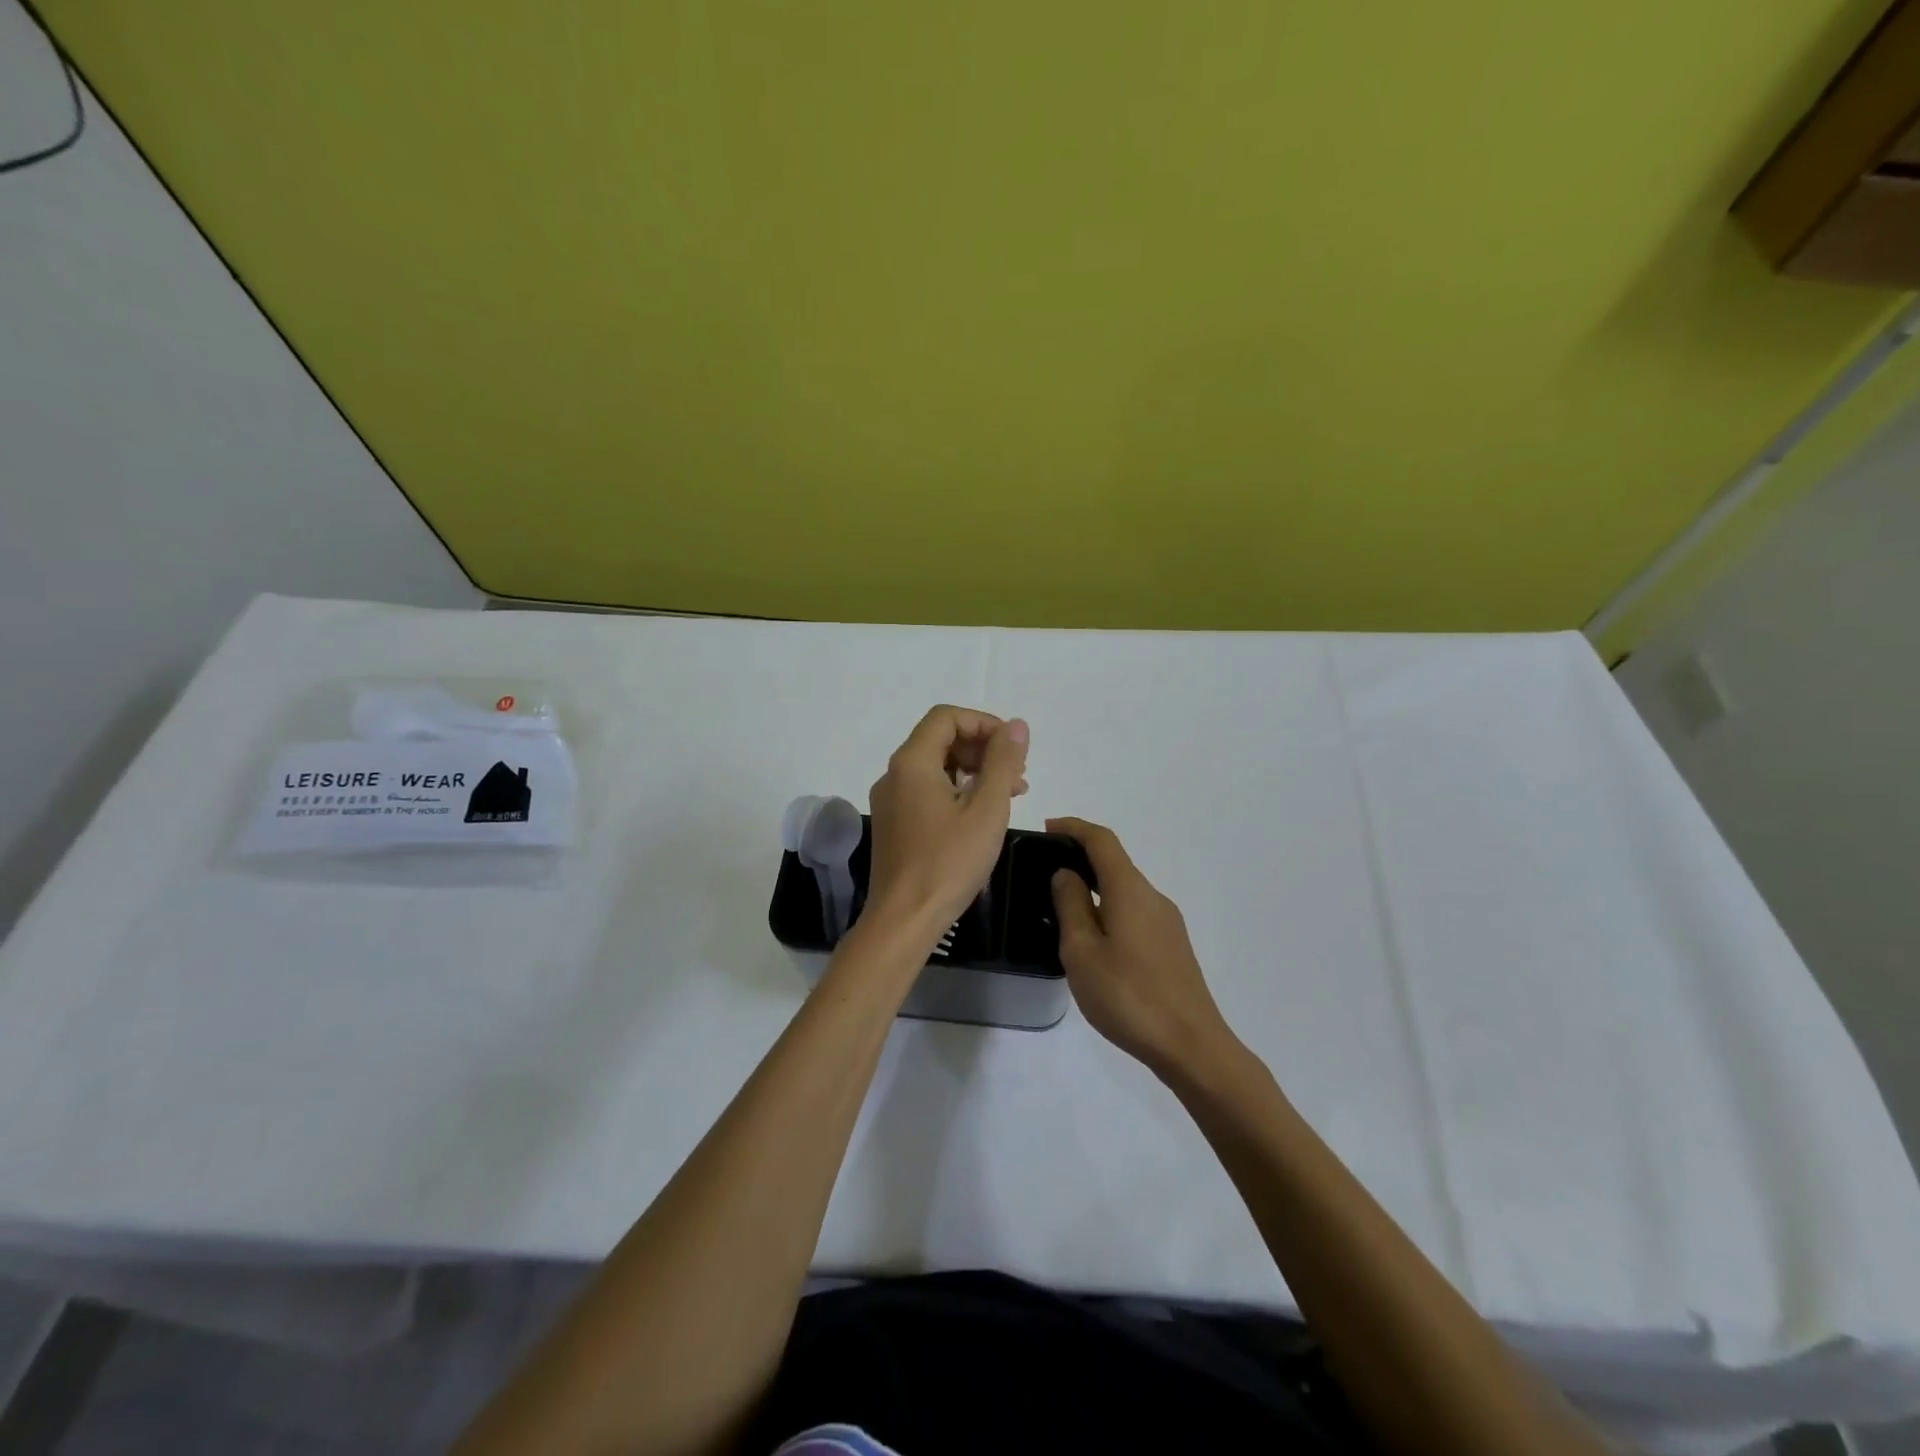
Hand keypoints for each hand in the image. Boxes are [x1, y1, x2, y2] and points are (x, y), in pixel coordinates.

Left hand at [866, 706, 1028, 936]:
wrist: (903, 920)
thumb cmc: (948, 862)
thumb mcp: (986, 809)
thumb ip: (1003, 762)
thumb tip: (1016, 726)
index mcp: (912, 762)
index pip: (946, 717)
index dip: (984, 723)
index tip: (1013, 748)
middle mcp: (894, 774)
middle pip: (940, 739)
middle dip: (982, 749)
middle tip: (1017, 776)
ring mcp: (891, 800)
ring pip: (935, 767)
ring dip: (973, 771)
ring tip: (1009, 796)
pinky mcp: (894, 824)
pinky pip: (927, 791)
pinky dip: (956, 792)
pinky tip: (981, 815)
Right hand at [1047, 817, 1234, 1076]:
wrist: (1191, 1046)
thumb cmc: (1128, 996)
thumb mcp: (1082, 951)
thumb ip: (1071, 906)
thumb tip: (1066, 874)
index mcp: (1130, 890)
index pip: (1102, 840)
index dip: (1074, 827)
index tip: (1047, 828)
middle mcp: (1152, 897)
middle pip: (1115, 863)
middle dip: (1081, 859)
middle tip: (1045, 874)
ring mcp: (1167, 922)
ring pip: (1125, 891)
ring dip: (1095, 889)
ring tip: (1063, 912)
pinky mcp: (1173, 946)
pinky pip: (1135, 912)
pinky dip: (1110, 910)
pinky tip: (1094, 942)